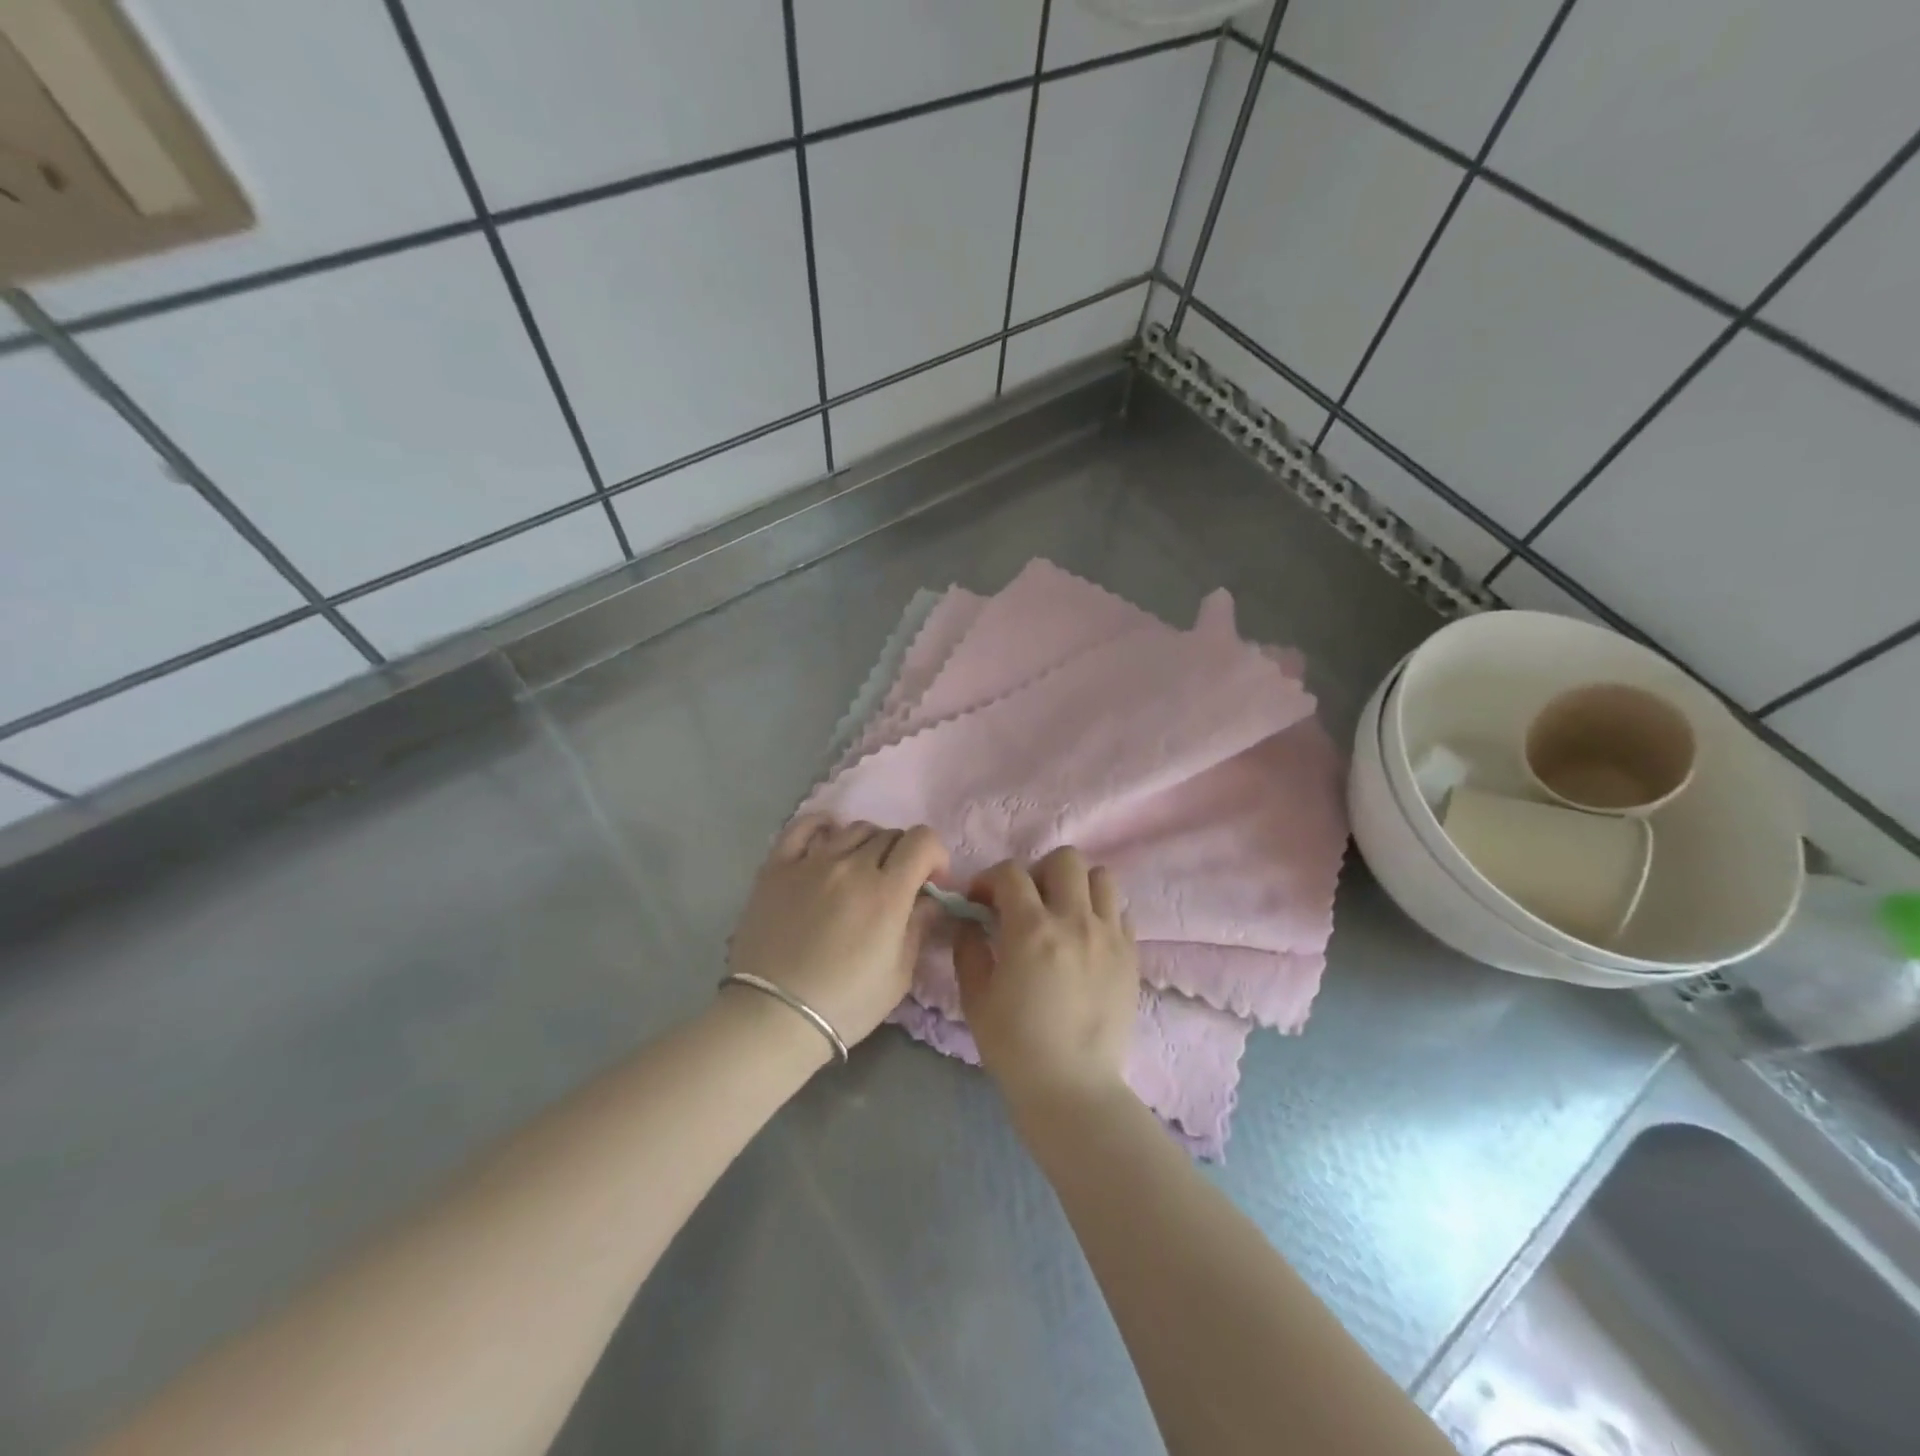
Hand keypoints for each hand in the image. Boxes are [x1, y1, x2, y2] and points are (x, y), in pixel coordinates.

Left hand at [728, 815, 948, 1050]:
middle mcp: (851, 866)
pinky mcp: (777, 866)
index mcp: (886, 893)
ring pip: (853, 828)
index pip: (922, 841)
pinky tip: (829, 840)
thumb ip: (919, 927)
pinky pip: (803, 827)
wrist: (772, 1017)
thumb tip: (929, 900)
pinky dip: (823, 826)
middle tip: (896, 884)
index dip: (935, 855)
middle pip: (890, 834)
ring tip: (862, 870)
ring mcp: (811, 862)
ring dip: (869, 844)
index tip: (931, 881)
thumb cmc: (845, 1004)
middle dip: (904, 854)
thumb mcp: (898, 975)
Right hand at [953, 847, 1139, 1108]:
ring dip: (1076, 887)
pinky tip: (1086, 941)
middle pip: (1065, 860)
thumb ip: (968, 949)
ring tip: (1063, 914)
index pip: (1011, 873)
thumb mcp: (976, 998)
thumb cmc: (1015, 1046)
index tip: (980, 901)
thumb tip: (968, 922)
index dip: (989, 879)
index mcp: (1032, 929)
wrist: (1072, 1089)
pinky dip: (1101, 914)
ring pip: (1101, 877)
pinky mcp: (1131, 956)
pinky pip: (1121, 913)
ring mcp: (1109, 936)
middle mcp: (1075, 920)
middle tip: (1027, 903)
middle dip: (1038, 872)